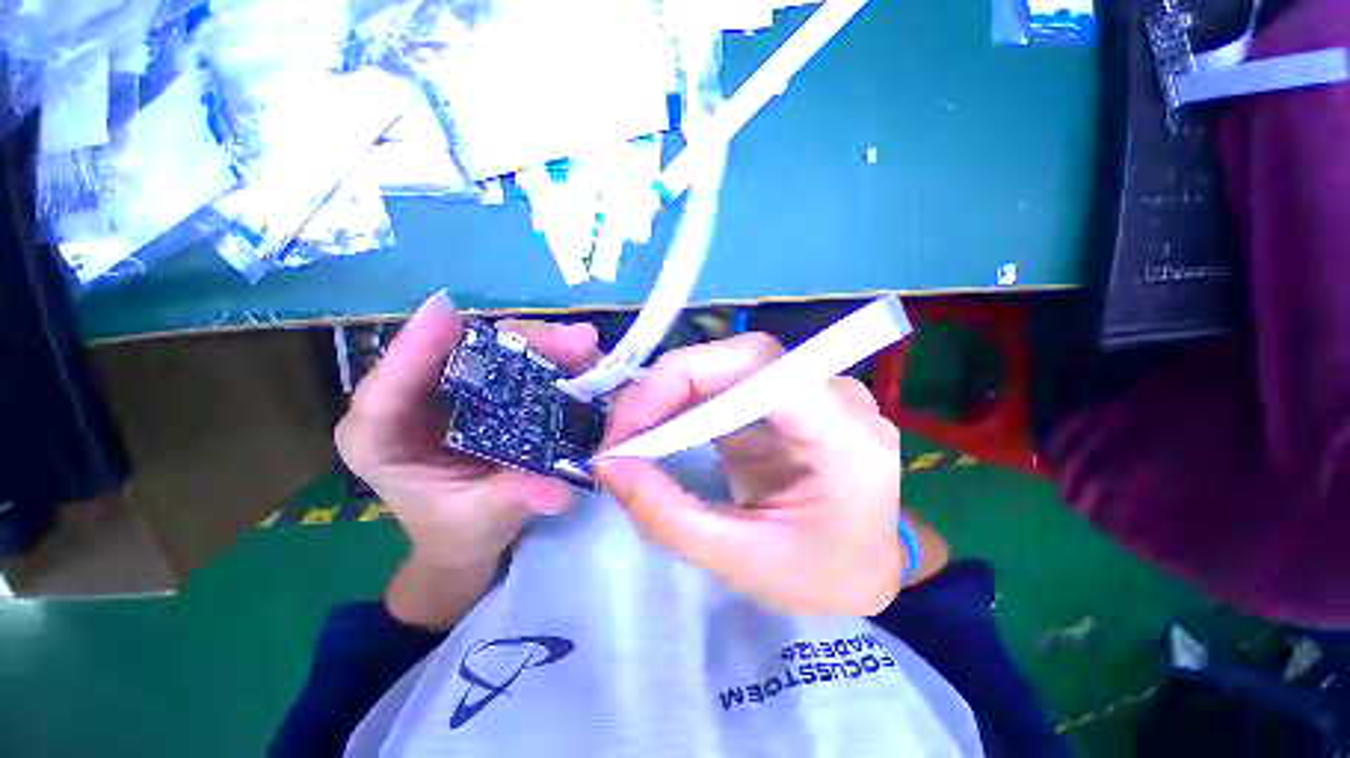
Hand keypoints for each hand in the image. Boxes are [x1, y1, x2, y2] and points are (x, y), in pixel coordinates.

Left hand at [336, 291, 600, 569]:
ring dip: (535, 343)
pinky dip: (541, 354)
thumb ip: (514, 500)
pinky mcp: (476, 388)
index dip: (415, 348)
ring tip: (581, 345)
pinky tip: (573, 355)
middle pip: (451, 355)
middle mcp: (407, 403)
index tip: (448, 312)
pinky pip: (506, 360)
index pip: (386, 391)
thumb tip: (557, 492)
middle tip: (569, 340)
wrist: (468, 533)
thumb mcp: (485, 519)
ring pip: (486, 350)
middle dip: (511, 342)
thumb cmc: (461, 530)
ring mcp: (444, 390)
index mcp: (380, 441)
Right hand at [594, 333, 905, 615]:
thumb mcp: (741, 561)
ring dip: (674, 394)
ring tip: (634, 435)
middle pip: (741, 358)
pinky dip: (688, 403)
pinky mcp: (787, 399)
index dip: (684, 378)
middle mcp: (836, 397)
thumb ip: (669, 515)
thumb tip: (608, 464)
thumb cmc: (821, 576)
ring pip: (730, 366)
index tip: (630, 426)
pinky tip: (663, 430)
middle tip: (623, 433)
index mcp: (844, 435)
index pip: (758, 366)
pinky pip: (731, 384)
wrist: (866, 567)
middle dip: (670, 386)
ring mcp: (812, 392)